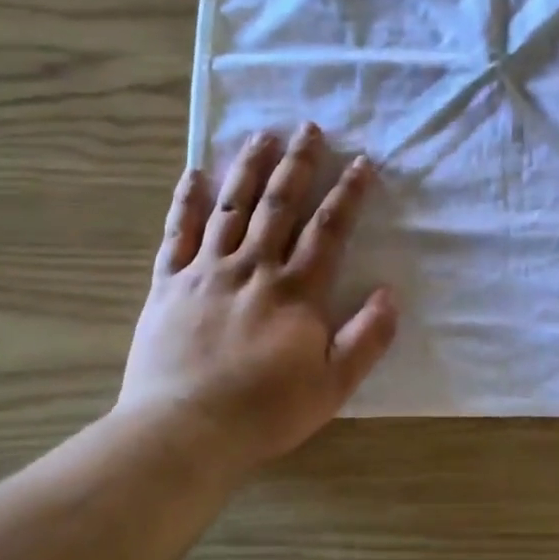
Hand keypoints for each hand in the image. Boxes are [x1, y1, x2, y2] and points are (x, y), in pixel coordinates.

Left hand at [118, 123, 396, 475]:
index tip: (361, 163)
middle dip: (298, 164)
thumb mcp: (333, 385)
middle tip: (309, 128)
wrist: (184, 431)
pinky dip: (187, 202)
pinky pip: (178, 233)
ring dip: (248, 168)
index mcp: (295, 291)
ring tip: (262, 135)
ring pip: (231, 208)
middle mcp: (253, 268)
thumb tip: (389, 293)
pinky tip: (195, 173)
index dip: (348, 194)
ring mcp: (206, 272)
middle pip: (279, 205)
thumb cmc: (265, 411)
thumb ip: (366, 338)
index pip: (328, 230)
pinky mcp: (168, 284)